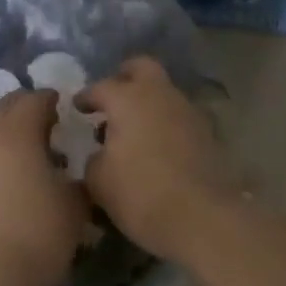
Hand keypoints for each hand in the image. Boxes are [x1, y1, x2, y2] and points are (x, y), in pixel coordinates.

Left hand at [0, 88, 89, 285]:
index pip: (34, 100)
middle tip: (41, 125)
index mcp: (16, 133)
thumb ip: (74, 183)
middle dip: (22, 111)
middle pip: (3, 110)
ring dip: (2, 145)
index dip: (49, 100)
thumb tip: (69, 179)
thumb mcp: (74, 208)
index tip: (60, 107)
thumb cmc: (38, 234)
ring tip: (20, 169)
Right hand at [79, 56, 236, 260]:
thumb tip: (99, 153)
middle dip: (124, 76)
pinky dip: (165, 123)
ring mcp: (187, 110)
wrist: (204, 218)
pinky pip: (179, 116)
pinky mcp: (207, 132)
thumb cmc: (141, 194)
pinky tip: (157, 147)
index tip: (77, 107)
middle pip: (142, 67)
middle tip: (112, 98)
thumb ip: (93, 159)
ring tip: (134, 130)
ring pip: (163, 92)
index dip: (86, 97)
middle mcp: (159, 94)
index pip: (100, 87)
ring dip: (148, 102)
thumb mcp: (99, 182)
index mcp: (127, 98)